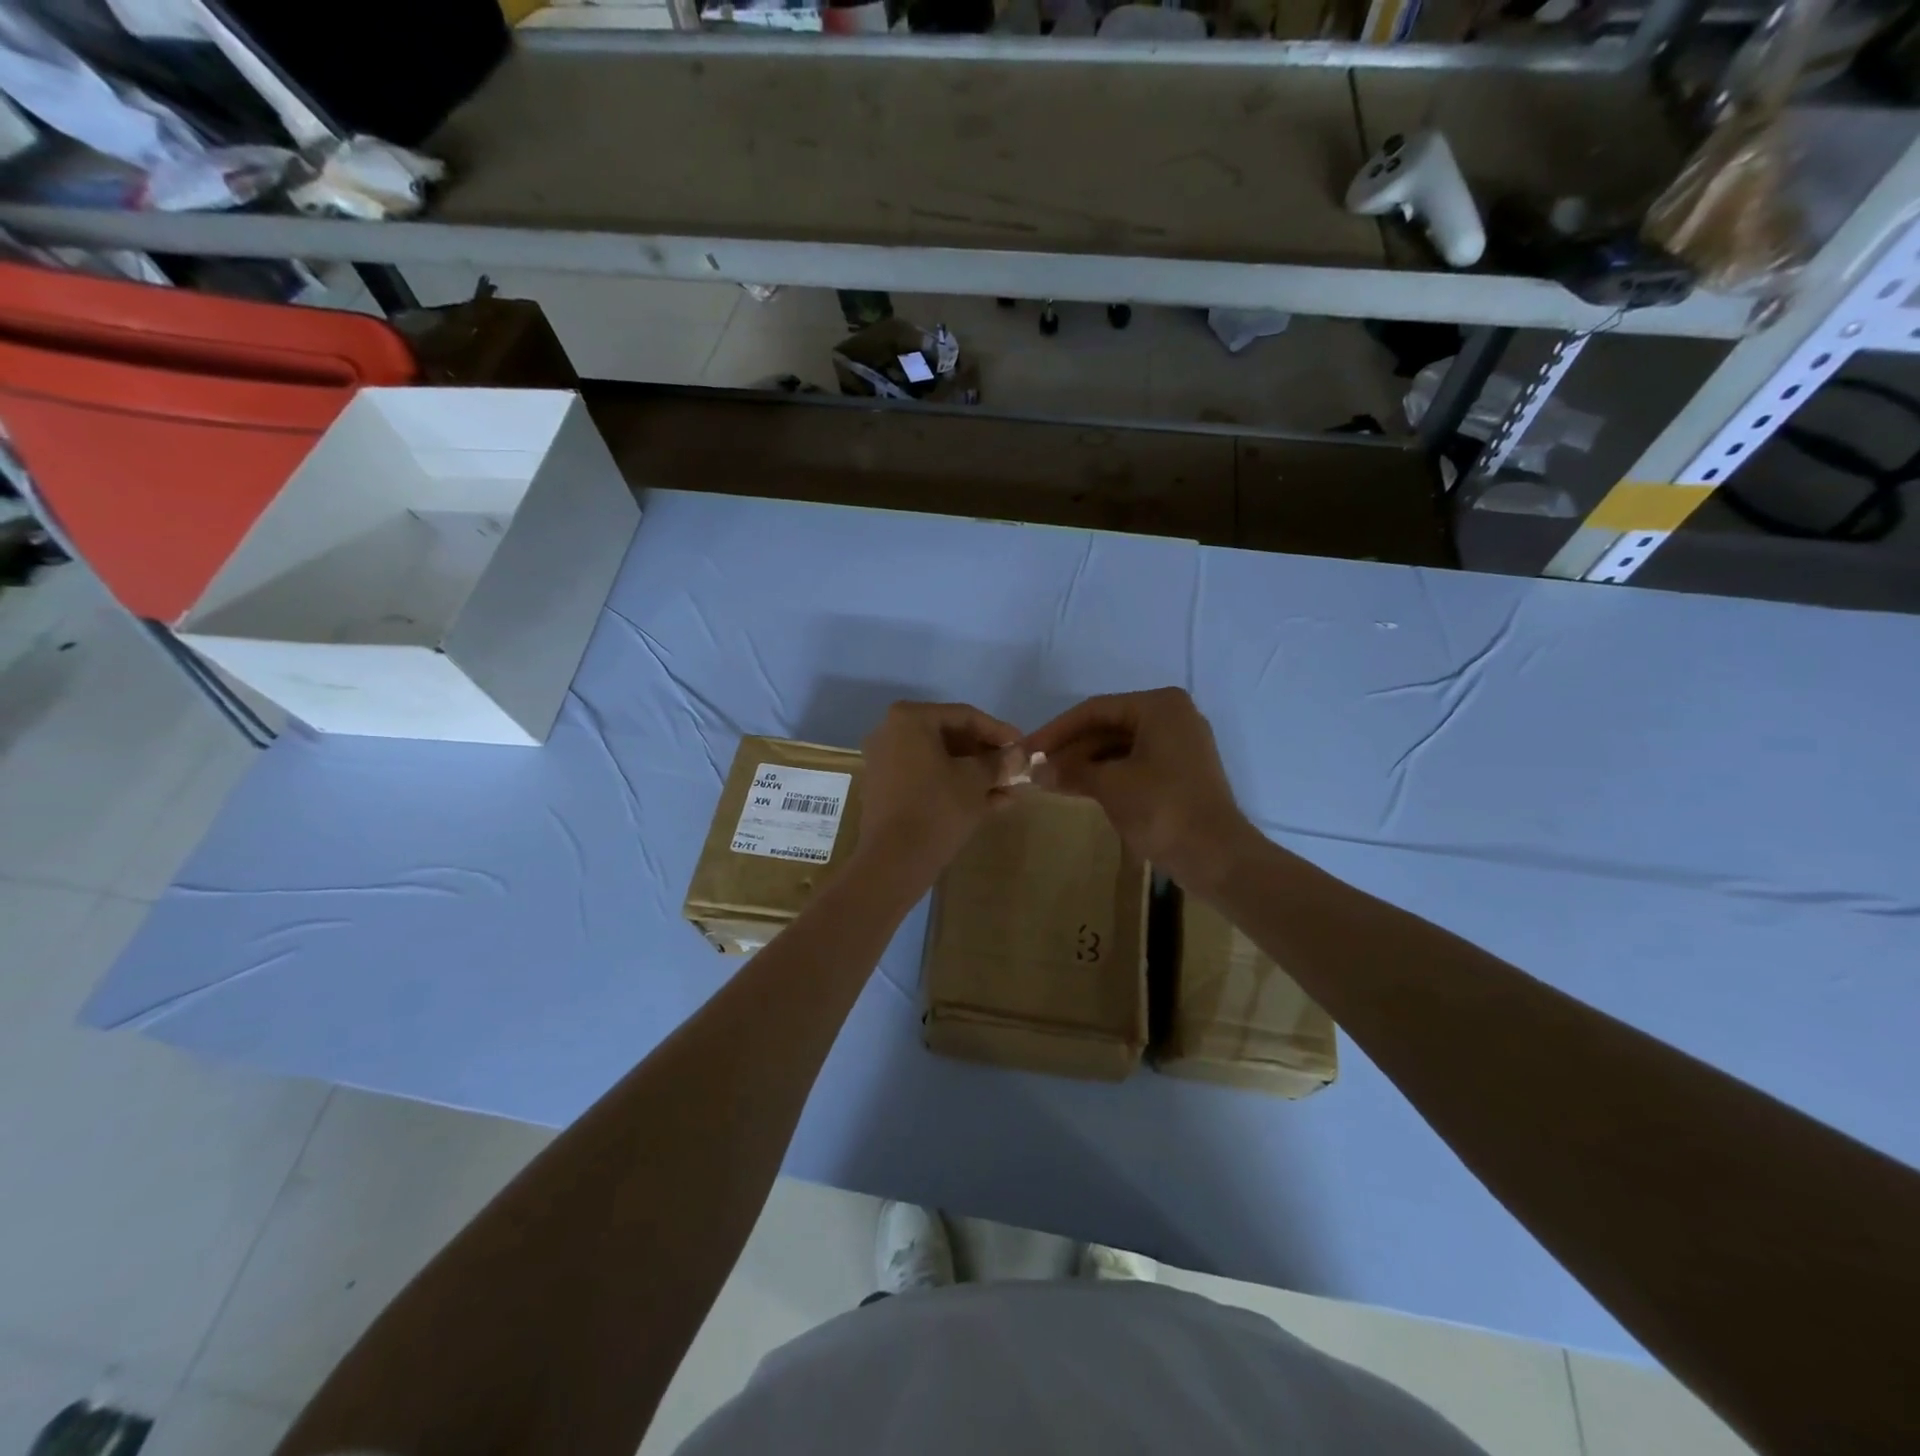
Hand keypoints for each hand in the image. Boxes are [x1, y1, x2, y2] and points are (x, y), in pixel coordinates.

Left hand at [854, 701, 1023, 890]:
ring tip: (1010, 792)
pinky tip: (992, 804)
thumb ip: (999, 762)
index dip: (999, 732)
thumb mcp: (976, 781)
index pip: (965, 716)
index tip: (1024, 747)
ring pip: (942, 762)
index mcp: (910, 718)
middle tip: (1016, 770)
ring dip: (977, 776)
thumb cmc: (937, 807)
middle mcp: (892, 732)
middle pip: (951, 738)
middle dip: (987, 757)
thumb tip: (1020, 753)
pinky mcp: (887, 790)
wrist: (894, 860)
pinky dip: (956, 788)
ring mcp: (886, 762)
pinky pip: (928, 780)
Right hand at [1025, 687, 1256, 893]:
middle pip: (1107, 726)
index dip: (1055, 730)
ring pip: (1119, 746)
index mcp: (1159, 706)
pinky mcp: (1180, 772)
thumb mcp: (1109, 785)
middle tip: (1035, 768)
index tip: (1025, 749)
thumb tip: (1036, 770)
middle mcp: (1172, 716)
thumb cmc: (1162, 809)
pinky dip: (1106, 774)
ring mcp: (1180, 745)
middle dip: (1070, 748)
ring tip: (1050, 781)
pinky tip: (1079, 788)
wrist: (1216, 857)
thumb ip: (1070, 771)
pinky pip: (1134, 763)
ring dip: (1085, 763)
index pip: (1095, 710)